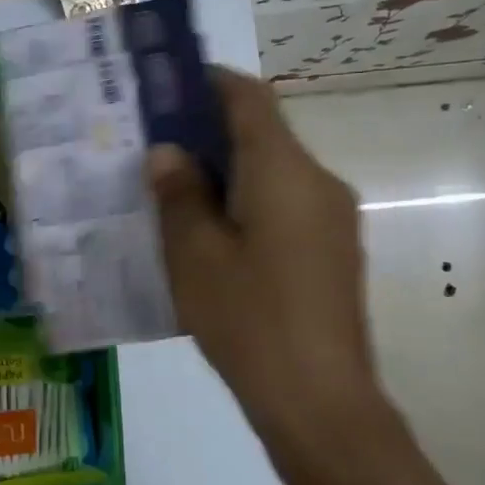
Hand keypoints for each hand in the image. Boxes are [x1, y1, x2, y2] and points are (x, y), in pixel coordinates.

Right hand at [148, 69, 396, 457]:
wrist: (320, 403)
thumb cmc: (249, 321)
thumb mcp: (195, 256)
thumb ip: (179, 195)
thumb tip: (168, 153)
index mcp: (285, 171)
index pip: (249, 97)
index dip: (207, 81)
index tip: (165, 85)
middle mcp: (318, 182)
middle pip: (262, 134)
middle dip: (207, 132)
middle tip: (152, 146)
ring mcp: (332, 219)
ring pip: (272, 173)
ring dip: (225, 171)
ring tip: (172, 193)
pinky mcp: (332, 253)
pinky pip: (284, 207)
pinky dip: (245, 203)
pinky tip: (208, 237)